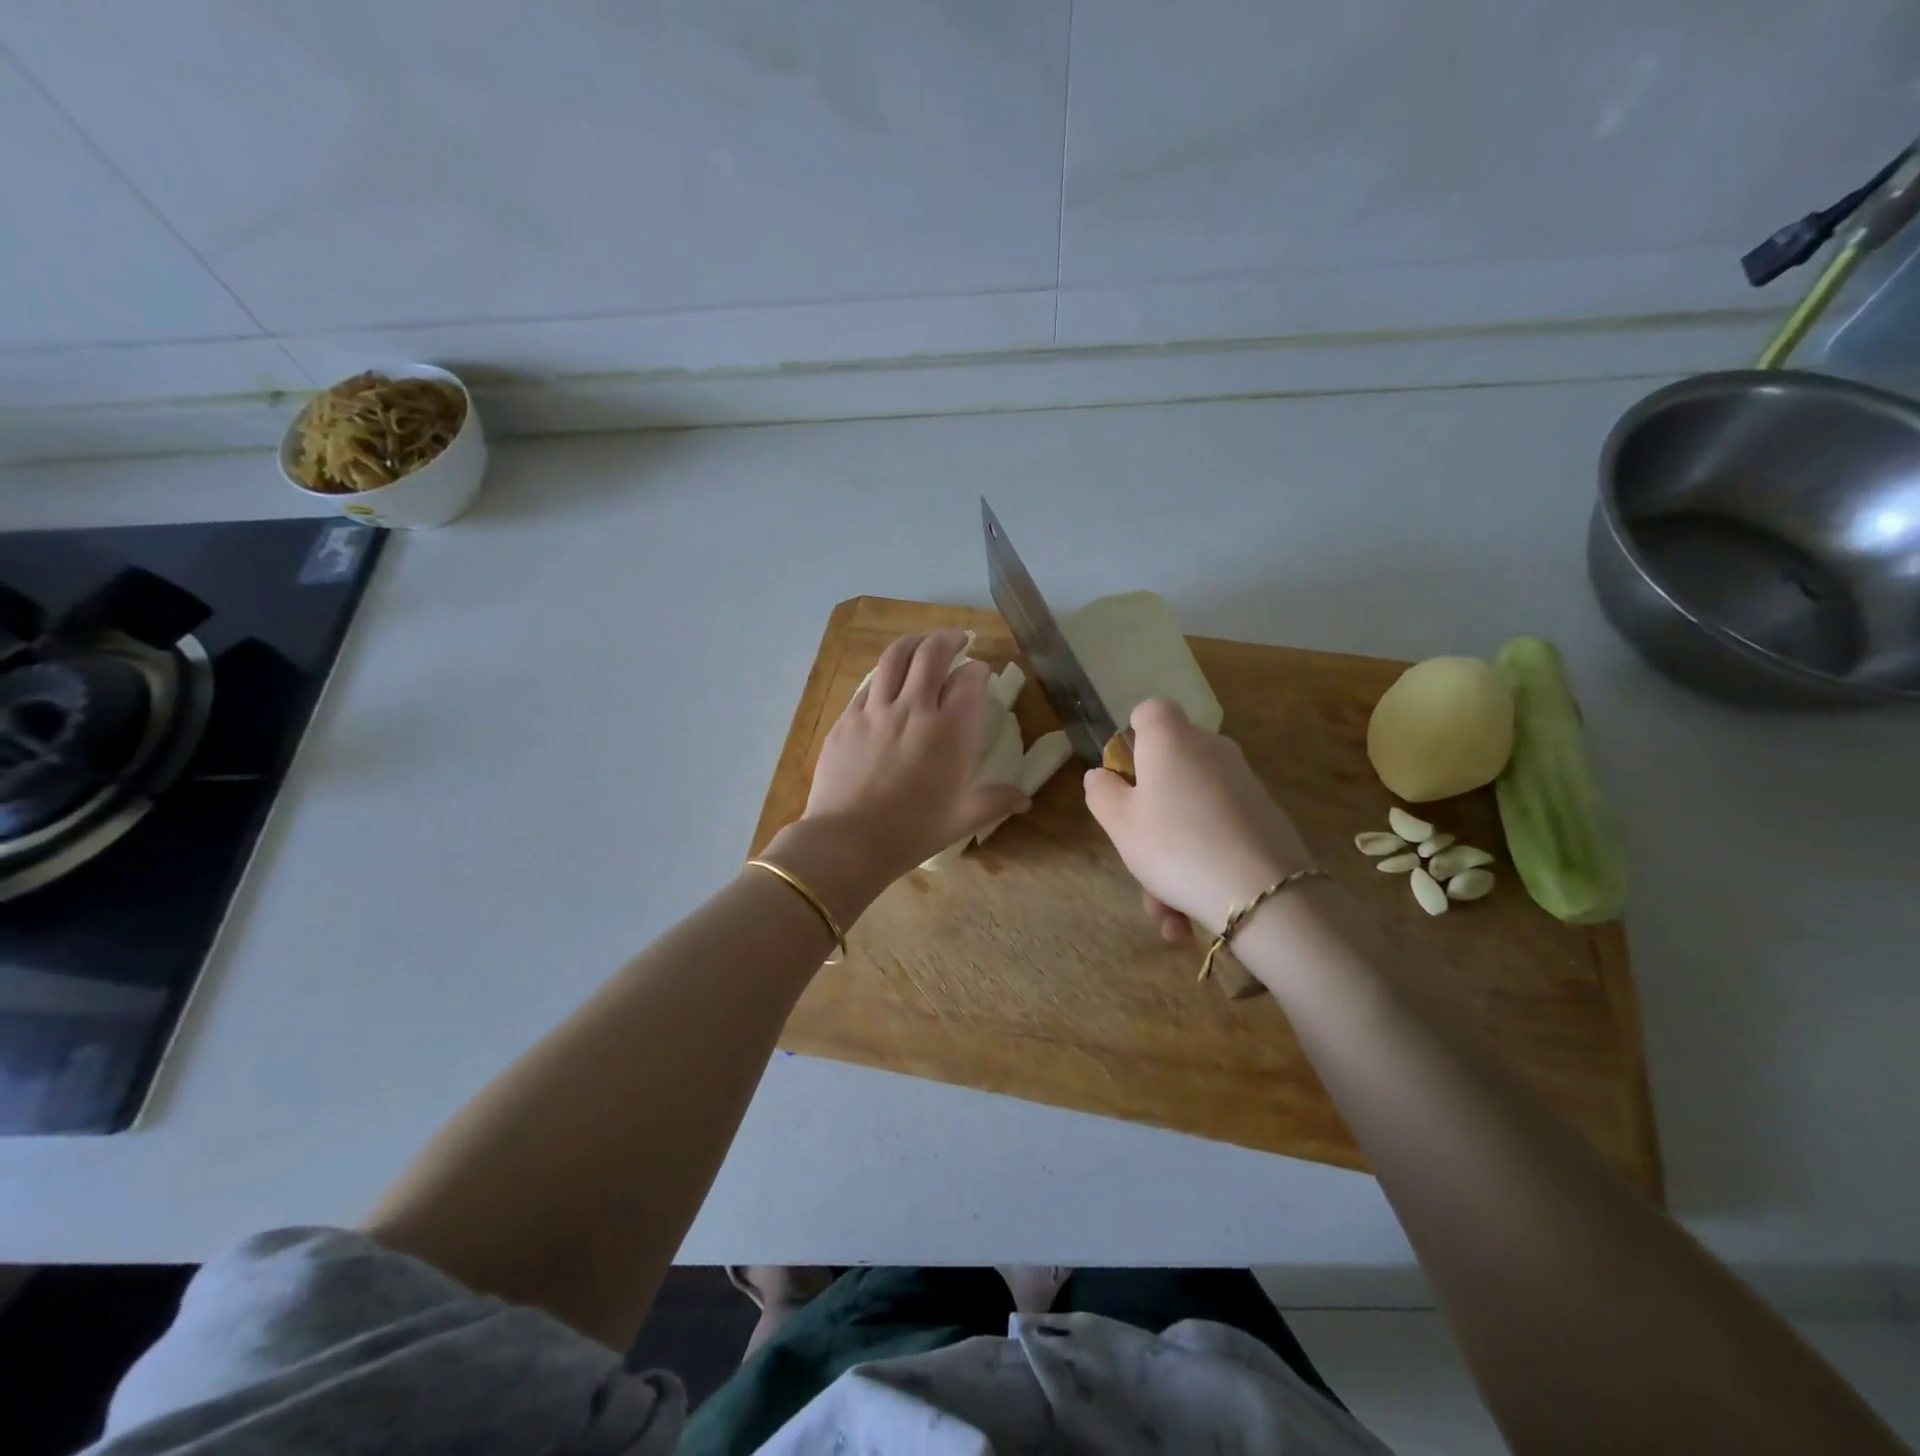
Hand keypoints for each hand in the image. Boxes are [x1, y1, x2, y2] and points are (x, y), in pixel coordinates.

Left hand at [790, 630, 1027, 891]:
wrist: (847, 841)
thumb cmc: (911, 832)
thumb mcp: (962, 819)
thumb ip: (995, 801)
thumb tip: (1025, 800)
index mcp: (949, 731)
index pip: (969, 681)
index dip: (979, 671)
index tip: (982, 673)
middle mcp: (914, 708)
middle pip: (932, 653)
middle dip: (949, 639)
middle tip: (958, 639)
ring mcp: (875, 710)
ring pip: (895, 657)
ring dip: (914, 641)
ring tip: (923, 641)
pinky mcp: (847, 718)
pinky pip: (868, 683)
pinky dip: (884, 673)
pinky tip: (887, 679)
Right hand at [1083, 698, 1313, 936]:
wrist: (1263, 894)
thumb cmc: (1174, 845)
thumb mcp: (1120, 823)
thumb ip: (1102, 793)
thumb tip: (1101, 775)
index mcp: (1171, 740)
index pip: (1150, 711)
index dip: (1132, 736)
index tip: (1123, 776)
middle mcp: (1211, 750)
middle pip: (1169, 768)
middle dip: (1148, 817)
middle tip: (1137, 858)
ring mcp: (1242, 784)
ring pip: (1191, 814)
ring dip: (1171, 862)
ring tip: (1166, 915)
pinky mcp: (1265, 818)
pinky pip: (1217, 835)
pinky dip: (1200, 870)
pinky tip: (1190, 920)